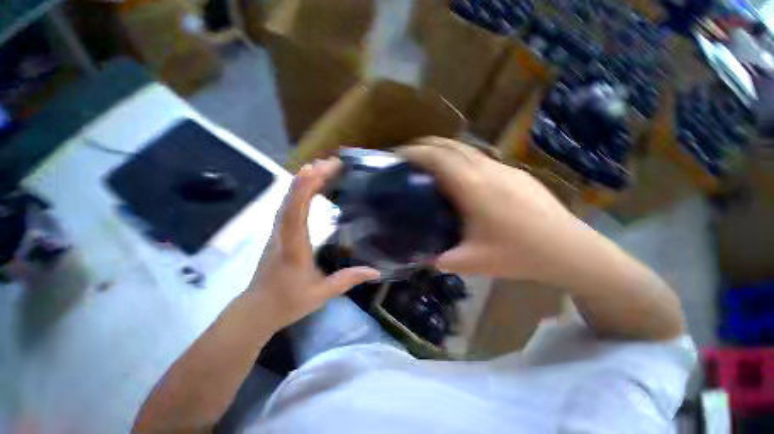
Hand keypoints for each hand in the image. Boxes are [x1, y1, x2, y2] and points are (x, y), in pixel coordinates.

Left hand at [248, 159, 379, 328]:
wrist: (257, 310)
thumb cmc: (288, 302)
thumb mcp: (321, 293)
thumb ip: (348, 279)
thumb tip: (376, 271)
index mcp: (293, 247)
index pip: (296, 212)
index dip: (305, 188)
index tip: (320, 169)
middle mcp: (283, 234)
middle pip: (292, 199)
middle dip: (310, 177)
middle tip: (332, 163)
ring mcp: (278, 232)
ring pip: (288, 200)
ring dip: (303, 181)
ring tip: (323, 167)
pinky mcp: (279, 233)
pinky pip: (288, 206)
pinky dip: (299, 192)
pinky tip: (310, 185)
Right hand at [398, 138, 597, 286]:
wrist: (569, 248)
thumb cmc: (519, 254)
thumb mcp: (473, 262)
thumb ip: (441, 260)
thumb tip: (423, 258)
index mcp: (472, 187)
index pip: (437, 157)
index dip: (415, 152)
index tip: (398, 156)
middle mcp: (486, 169)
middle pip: (449, 145)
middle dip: (425, 146)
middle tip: (408, 157)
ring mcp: (503, 167)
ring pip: (465, 148)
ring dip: (443, 150)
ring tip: (428, 164)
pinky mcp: (514, 172)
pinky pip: (479, 157)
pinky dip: (460, 158)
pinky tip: (459, 175)